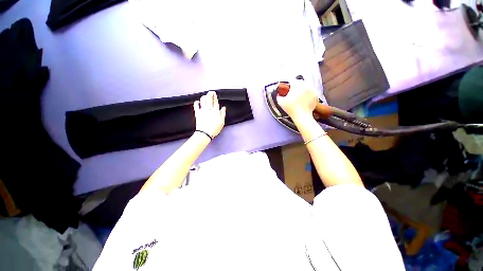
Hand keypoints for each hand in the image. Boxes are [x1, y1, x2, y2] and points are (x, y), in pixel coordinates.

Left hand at [193, 91, 226, 137]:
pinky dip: (196, 103)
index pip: (215, 101)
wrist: (205, 133)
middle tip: (210, 92)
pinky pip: (196, 106)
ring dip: (204, 97)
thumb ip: (222, 114)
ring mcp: (203, 111)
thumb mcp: (222, 122)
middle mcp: (209, 109)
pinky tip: (197, 102)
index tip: (214, 93)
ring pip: (203, 101)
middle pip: (209, 99)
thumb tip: (223, 108)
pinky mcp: (197, 113)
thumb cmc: (214, 128)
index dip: (215, 96)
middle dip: (210, 94)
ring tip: (204, 96)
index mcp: (215, 111)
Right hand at [276, 79, 317, 121]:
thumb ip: (278, 96)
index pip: (291, 80)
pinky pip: (310, 91)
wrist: (302, 116)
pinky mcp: (316, 94)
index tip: (287, 88)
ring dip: (302, 89)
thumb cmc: (291, 108)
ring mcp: (312, 89)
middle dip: (295, 86)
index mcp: (296, 85)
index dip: (288, 84)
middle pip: (299, 82)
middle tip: (292, 92)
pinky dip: (307, 94)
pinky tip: (304, 99)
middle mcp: (305, 85)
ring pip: (305, 86)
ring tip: (298, 96)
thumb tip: (278, 95)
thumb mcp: (281, 102)